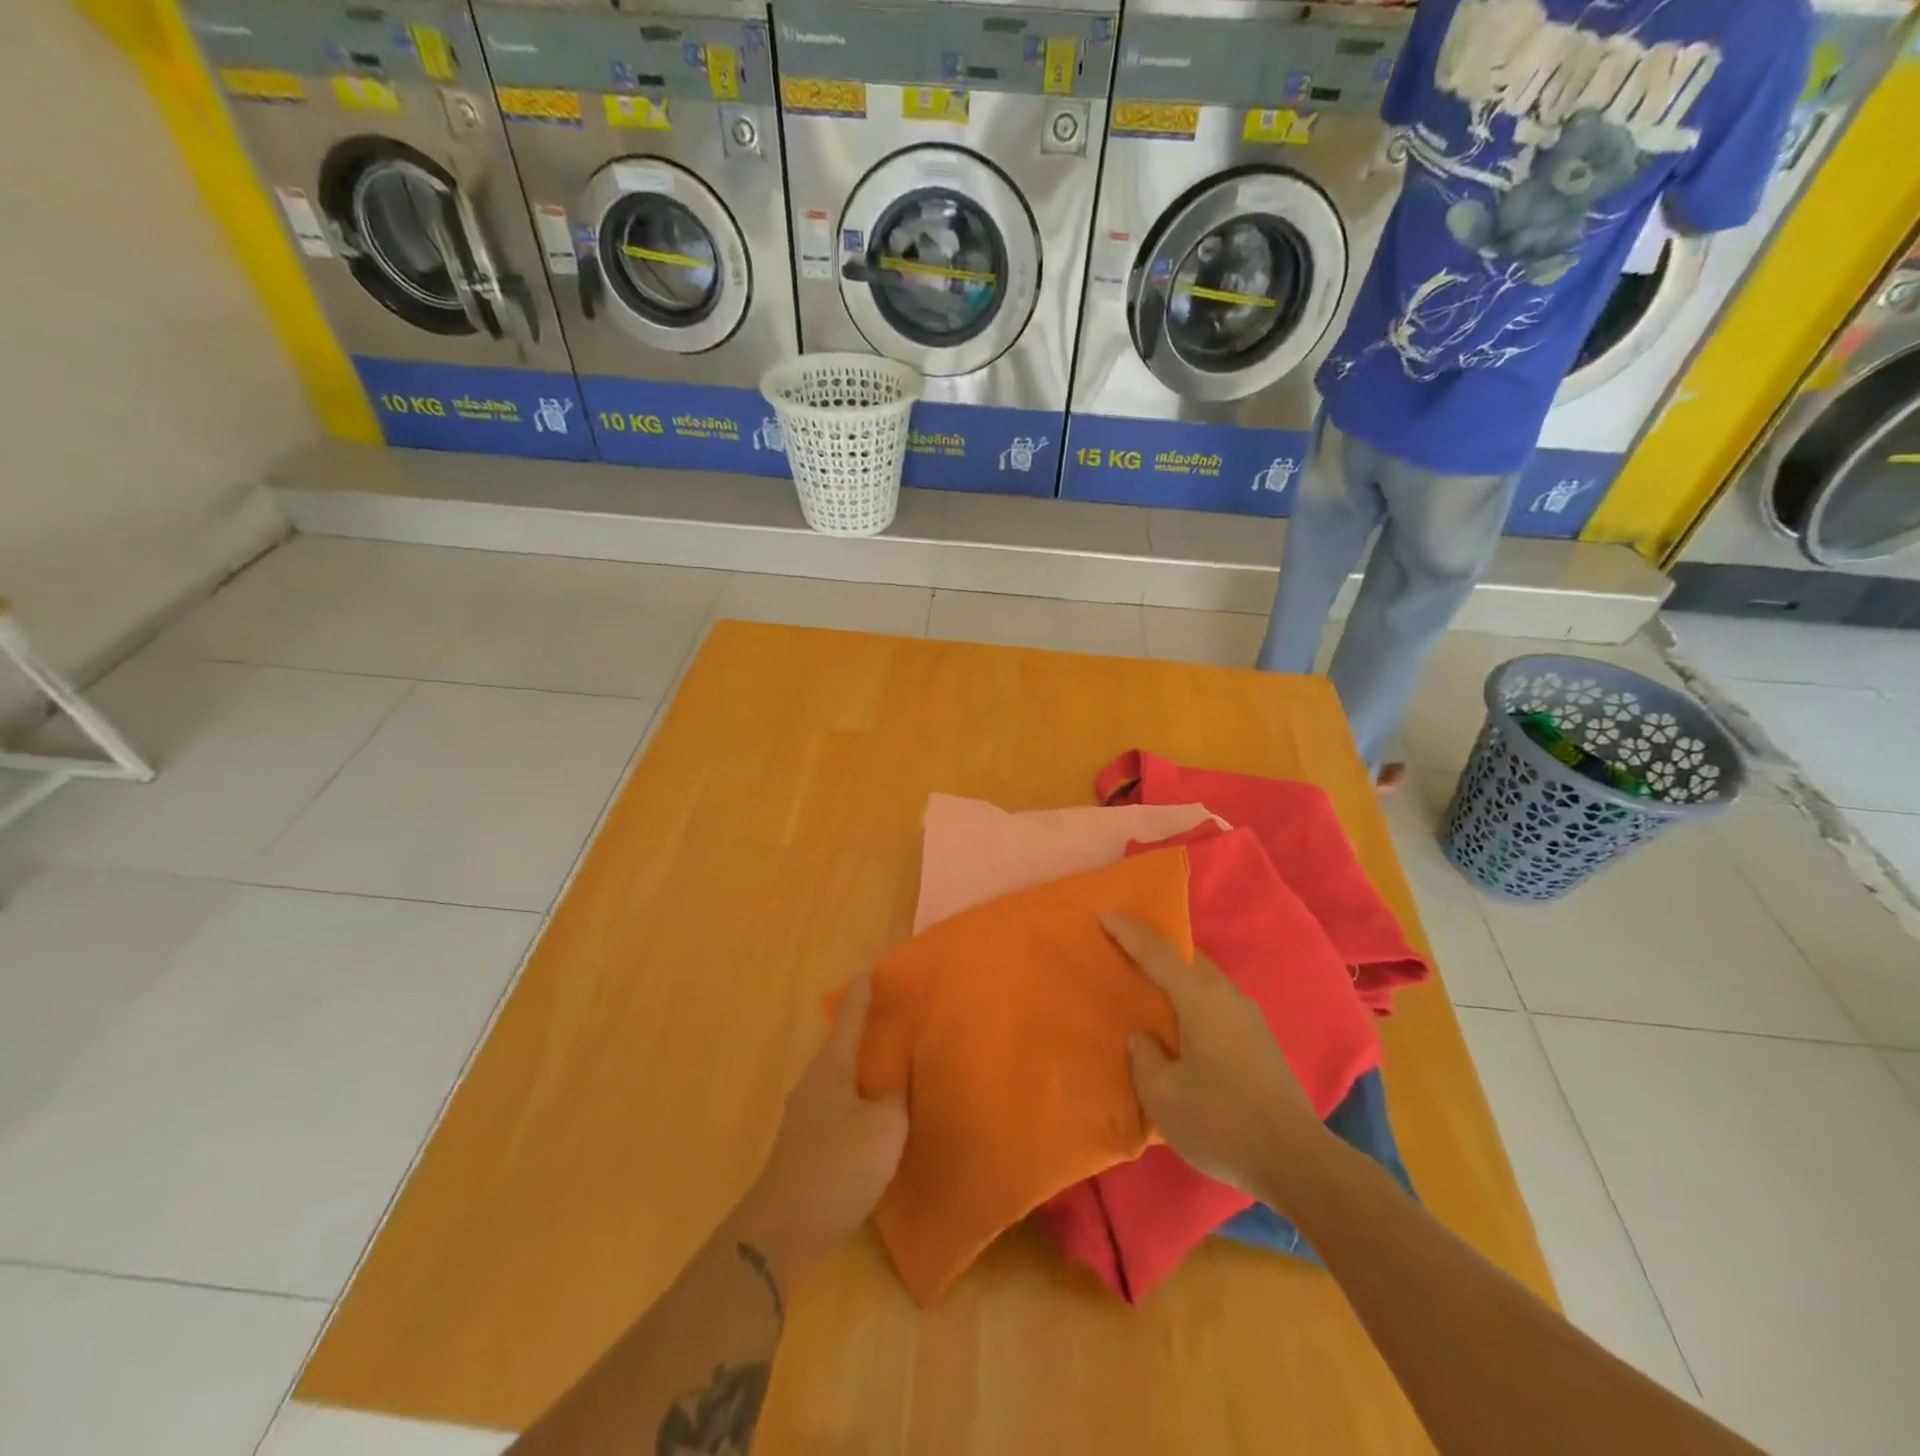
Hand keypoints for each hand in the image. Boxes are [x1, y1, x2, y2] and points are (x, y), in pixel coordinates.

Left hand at [734, 974, 907, 1279]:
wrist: (783, 1230)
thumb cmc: (838, 1165)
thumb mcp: (885, 1127)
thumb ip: (896, 1096)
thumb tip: (897, 1080)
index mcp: (832, 1067)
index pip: (850, 1017)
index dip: (864, 992)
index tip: (873, 968)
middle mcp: (814, 1083)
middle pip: (843, 1046)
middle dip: (867, 1031)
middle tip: (896, 1017)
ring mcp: (806, 1115)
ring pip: (841, 1078)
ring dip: (864, 1069)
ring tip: (893, 1065)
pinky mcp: (806, 1145)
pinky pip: (839, 1106)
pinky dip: (859, 1099)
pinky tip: (875, 1114)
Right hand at [1105, 913, 1323, 1198]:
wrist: (1296, 1161)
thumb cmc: (1220, 1120)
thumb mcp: (1162, 1095)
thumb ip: (1144, 1057)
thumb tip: (1144, 1038)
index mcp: (1199, 998)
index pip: (1158, 953)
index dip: (1129, 932)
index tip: (1106, 913)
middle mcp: (1227, 996)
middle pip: (1188, 958)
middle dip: (1157, 949)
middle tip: (1126, 951)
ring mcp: (1250, 1017)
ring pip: (1205, 981)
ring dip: (1178, 977)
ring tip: (1152, 989)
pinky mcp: (1261, 1041)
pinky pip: (1217, 1003)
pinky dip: (1194, 1000)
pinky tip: (1183, 1027)